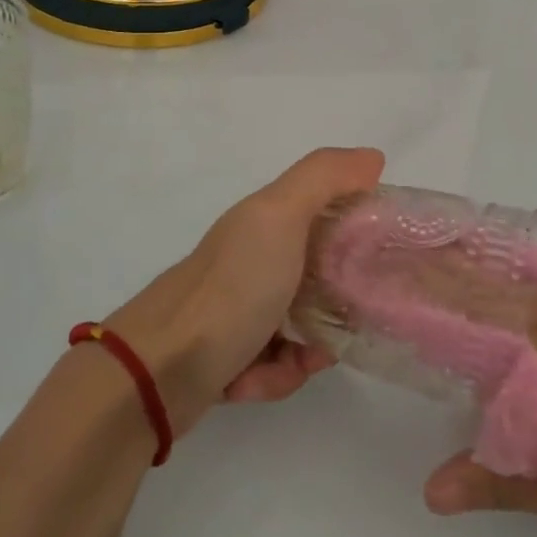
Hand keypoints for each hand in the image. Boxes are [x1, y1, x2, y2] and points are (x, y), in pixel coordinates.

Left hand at [107, 147, 384, 437]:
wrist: (158, 369)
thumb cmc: (232, 288)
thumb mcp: (279, 217)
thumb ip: (324, 179)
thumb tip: (373, 157)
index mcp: (264, 222)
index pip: (325, 211)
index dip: (356, 227)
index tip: (379, 252)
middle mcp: (252, 259)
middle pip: (319, 273)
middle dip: (338, 300)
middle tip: (351, 316)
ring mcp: (238, 307)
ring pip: (302, 324)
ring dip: (308, 347)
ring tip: (299, 357)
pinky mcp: (229, 354)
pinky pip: (276, 363)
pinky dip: (277, 374)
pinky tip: (259, 379)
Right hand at [422, 291, 536, 536]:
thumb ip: (515, 484)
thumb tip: (433, 489)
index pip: (486, 327)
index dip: (438, 309)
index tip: (394, 293)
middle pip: (512, 298)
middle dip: (460, 288)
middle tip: (412, 280)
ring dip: (501, 296)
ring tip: (459, 296)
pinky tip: (535, 328)